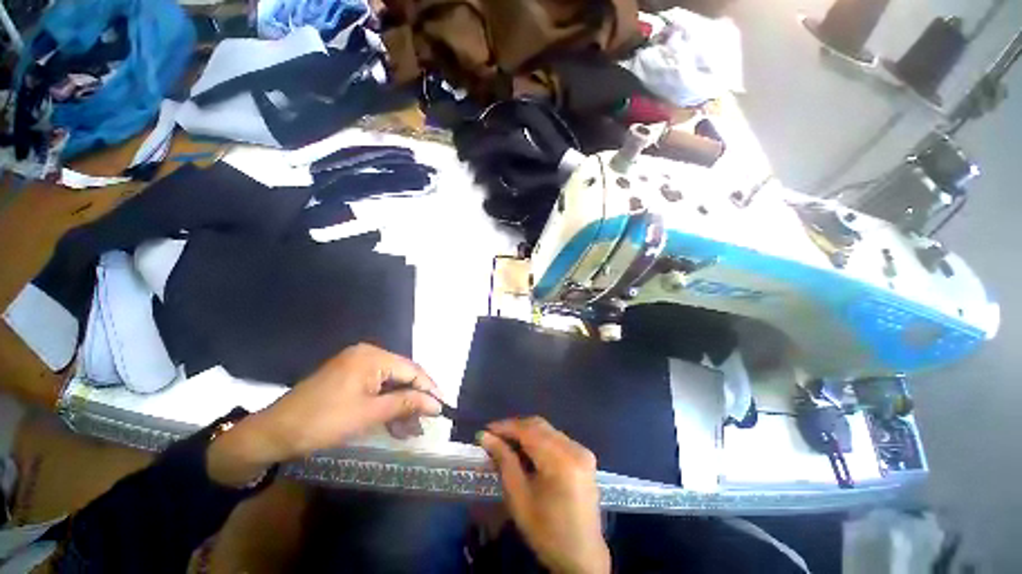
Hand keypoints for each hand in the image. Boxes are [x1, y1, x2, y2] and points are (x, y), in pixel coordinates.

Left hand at [207, 344, 440, 485]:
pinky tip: (393, 424)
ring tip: (411, 429)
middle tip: (426, 422)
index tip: (444, 407)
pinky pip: (376, 388)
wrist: (272, 434)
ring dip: (401, 405)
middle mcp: (367, 355)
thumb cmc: (322, 422)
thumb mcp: (369, 414)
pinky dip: (386, 405)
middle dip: (415, 400)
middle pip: (402, 376)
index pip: (412, 370)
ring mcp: (357, 365)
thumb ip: (406, 404)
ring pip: (390, 384)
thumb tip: (436, 404)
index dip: (430, 389)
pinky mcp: (349, 378)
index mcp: (372, 357)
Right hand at [479, 418, 609, 573]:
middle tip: (494, 437)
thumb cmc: (547, 533)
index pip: (528, 431)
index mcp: (561, 461)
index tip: (485, 430)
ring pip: (547, 430)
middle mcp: (574, 448)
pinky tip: (527, 450)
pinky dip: (539, 439)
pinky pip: (557, 438)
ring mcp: (582, 450)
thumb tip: (485, 437)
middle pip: (539, 426)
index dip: (505, 427)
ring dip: (526, 432)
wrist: (582, 556)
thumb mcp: (519, 499)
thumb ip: (504, 462)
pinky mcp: (584, 455)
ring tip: (506, 443)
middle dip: (515, 428)